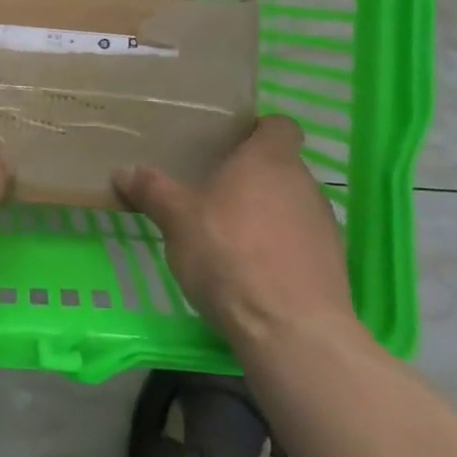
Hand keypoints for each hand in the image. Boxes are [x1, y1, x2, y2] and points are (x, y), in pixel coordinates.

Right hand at [114, 115, 356, 345]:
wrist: (292, 331)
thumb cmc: (230, 255)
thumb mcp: (177, 220)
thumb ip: (152, 191)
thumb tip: (123, 171)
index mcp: (270, 159)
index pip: (280, 125)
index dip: (258, 130)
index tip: (229, 144)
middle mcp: (304, 184)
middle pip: (281, 167)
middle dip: (251, 177)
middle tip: (213, 191)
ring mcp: (324, 226)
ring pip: (292, 205)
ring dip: (267, 214)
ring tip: (230, 236)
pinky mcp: (333, 266)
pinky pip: (302, 243)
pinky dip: (281, 249)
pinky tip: (253, 272)